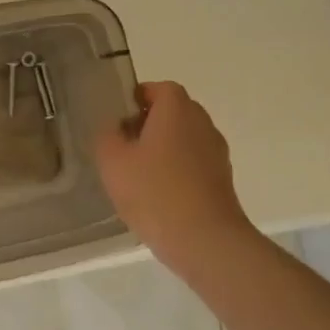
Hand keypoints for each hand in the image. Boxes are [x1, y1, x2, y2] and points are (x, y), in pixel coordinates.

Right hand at [96, 82, 256, 276]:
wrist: (205, 241)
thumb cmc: (154, 192)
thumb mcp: (112, 161)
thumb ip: (107, 136)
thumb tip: (114, 128)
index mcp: (177, 110)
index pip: (159, 88)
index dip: (137, 98)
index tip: (118, 119)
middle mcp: (202, 124)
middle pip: (174, 112)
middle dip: (149, 123)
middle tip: (123, 145)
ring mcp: (216, 153)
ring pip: (185, 138)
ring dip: (163, 148)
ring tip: (137, 173)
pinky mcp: (222, 180)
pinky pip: (194, 163)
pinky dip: (177, 170)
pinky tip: (158, 195)